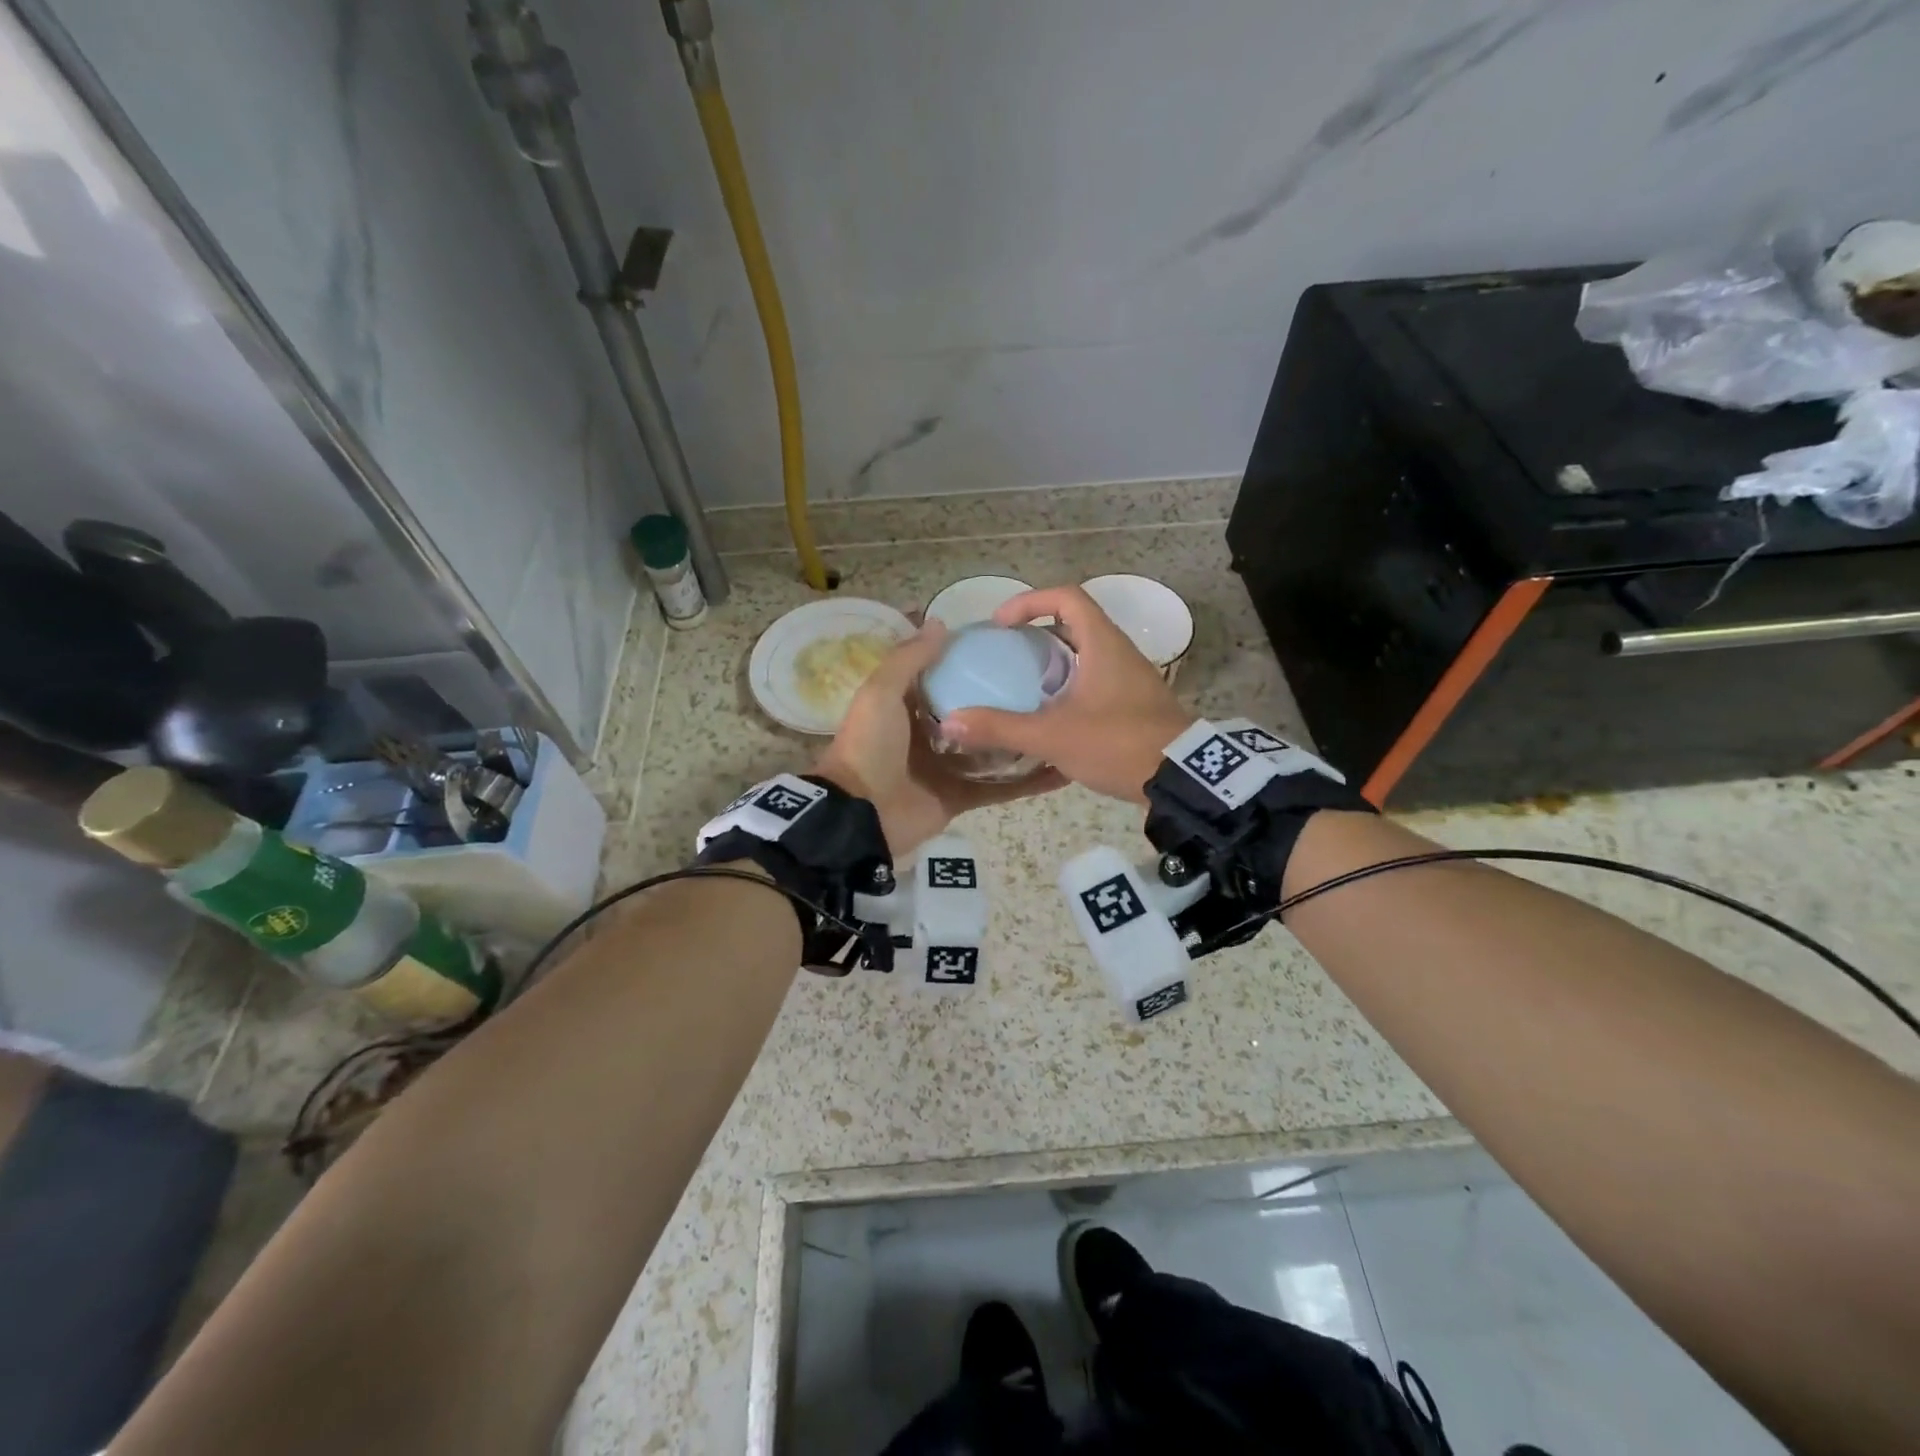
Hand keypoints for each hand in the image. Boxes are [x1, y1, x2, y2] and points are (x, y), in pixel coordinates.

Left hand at [812, 621, 1064, 855]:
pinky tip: (1061, 769)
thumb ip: (909, 659)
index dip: (971, 660)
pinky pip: (999, 788)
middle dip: (1005, 699)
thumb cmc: (870, 745)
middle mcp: (930, 733)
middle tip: (1049, 681)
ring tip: (1063, 719)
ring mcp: (948, 767)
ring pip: (992, 749)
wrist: (860, 815)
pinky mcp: (962, 796)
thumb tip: (941, 623)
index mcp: (908, 706)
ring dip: (1021, 738)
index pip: (945, 676)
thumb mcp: (881, 692)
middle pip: (975, 712)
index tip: (1008, 643)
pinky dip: (1027, 783)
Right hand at [940, 586, 1193, 802]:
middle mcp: (1119, 652)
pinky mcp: (1135, 703)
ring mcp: (1131, 678)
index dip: (1029, 601)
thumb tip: (952, 722)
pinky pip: (1096, 680)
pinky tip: (1051, 715)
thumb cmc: (1118, 744)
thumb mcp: (1054, 736)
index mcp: (1103, 644)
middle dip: (1037, 634)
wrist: (1181, 778)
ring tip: (1022, 686)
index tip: (1001, 624)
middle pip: (1075, 623)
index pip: (1066, 597)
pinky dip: (1069, 686)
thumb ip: (1002, 728)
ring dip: (1054, 662)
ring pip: (1086, 654)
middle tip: (1007, 655)